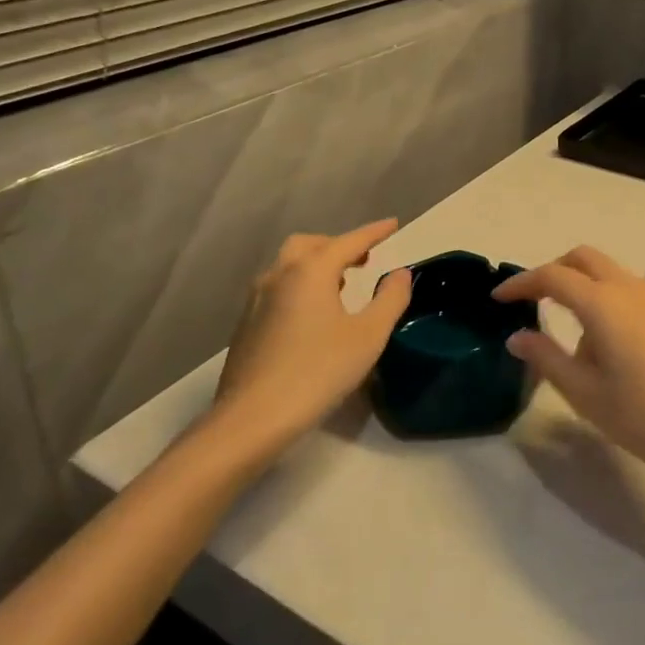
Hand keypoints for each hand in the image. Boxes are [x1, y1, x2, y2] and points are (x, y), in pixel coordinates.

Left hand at [207, 219, 412, 456]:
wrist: (251, 420)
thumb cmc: (317, 372)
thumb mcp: (368, 336)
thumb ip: (390, 299)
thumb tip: (399, 274)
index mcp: (310, 271)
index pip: (349, 240)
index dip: (374, 232)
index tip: (393, 224)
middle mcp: (279, 276)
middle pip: (310, 245)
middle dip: (338, 245)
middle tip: (363, 259)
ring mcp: (256, 301)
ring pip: (288, 266)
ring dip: (316, 265)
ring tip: (340, 285)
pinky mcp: (245, 326)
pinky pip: (277, 289)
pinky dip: (299, 286)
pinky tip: (312, 316)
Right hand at [494, 245, 644, 483]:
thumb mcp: (589, 396)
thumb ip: (549, 360)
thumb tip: (517, 336)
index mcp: (603, 303)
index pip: (552, 276)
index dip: (522, 283)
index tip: (499, 298)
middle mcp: (631, 288)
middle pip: (585, 258)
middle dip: (555, 271)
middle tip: (534, 301)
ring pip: (613, 275)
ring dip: (587, 290)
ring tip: (579, 342)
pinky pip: (636, 294)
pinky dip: (614, 304)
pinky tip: (621, 350)